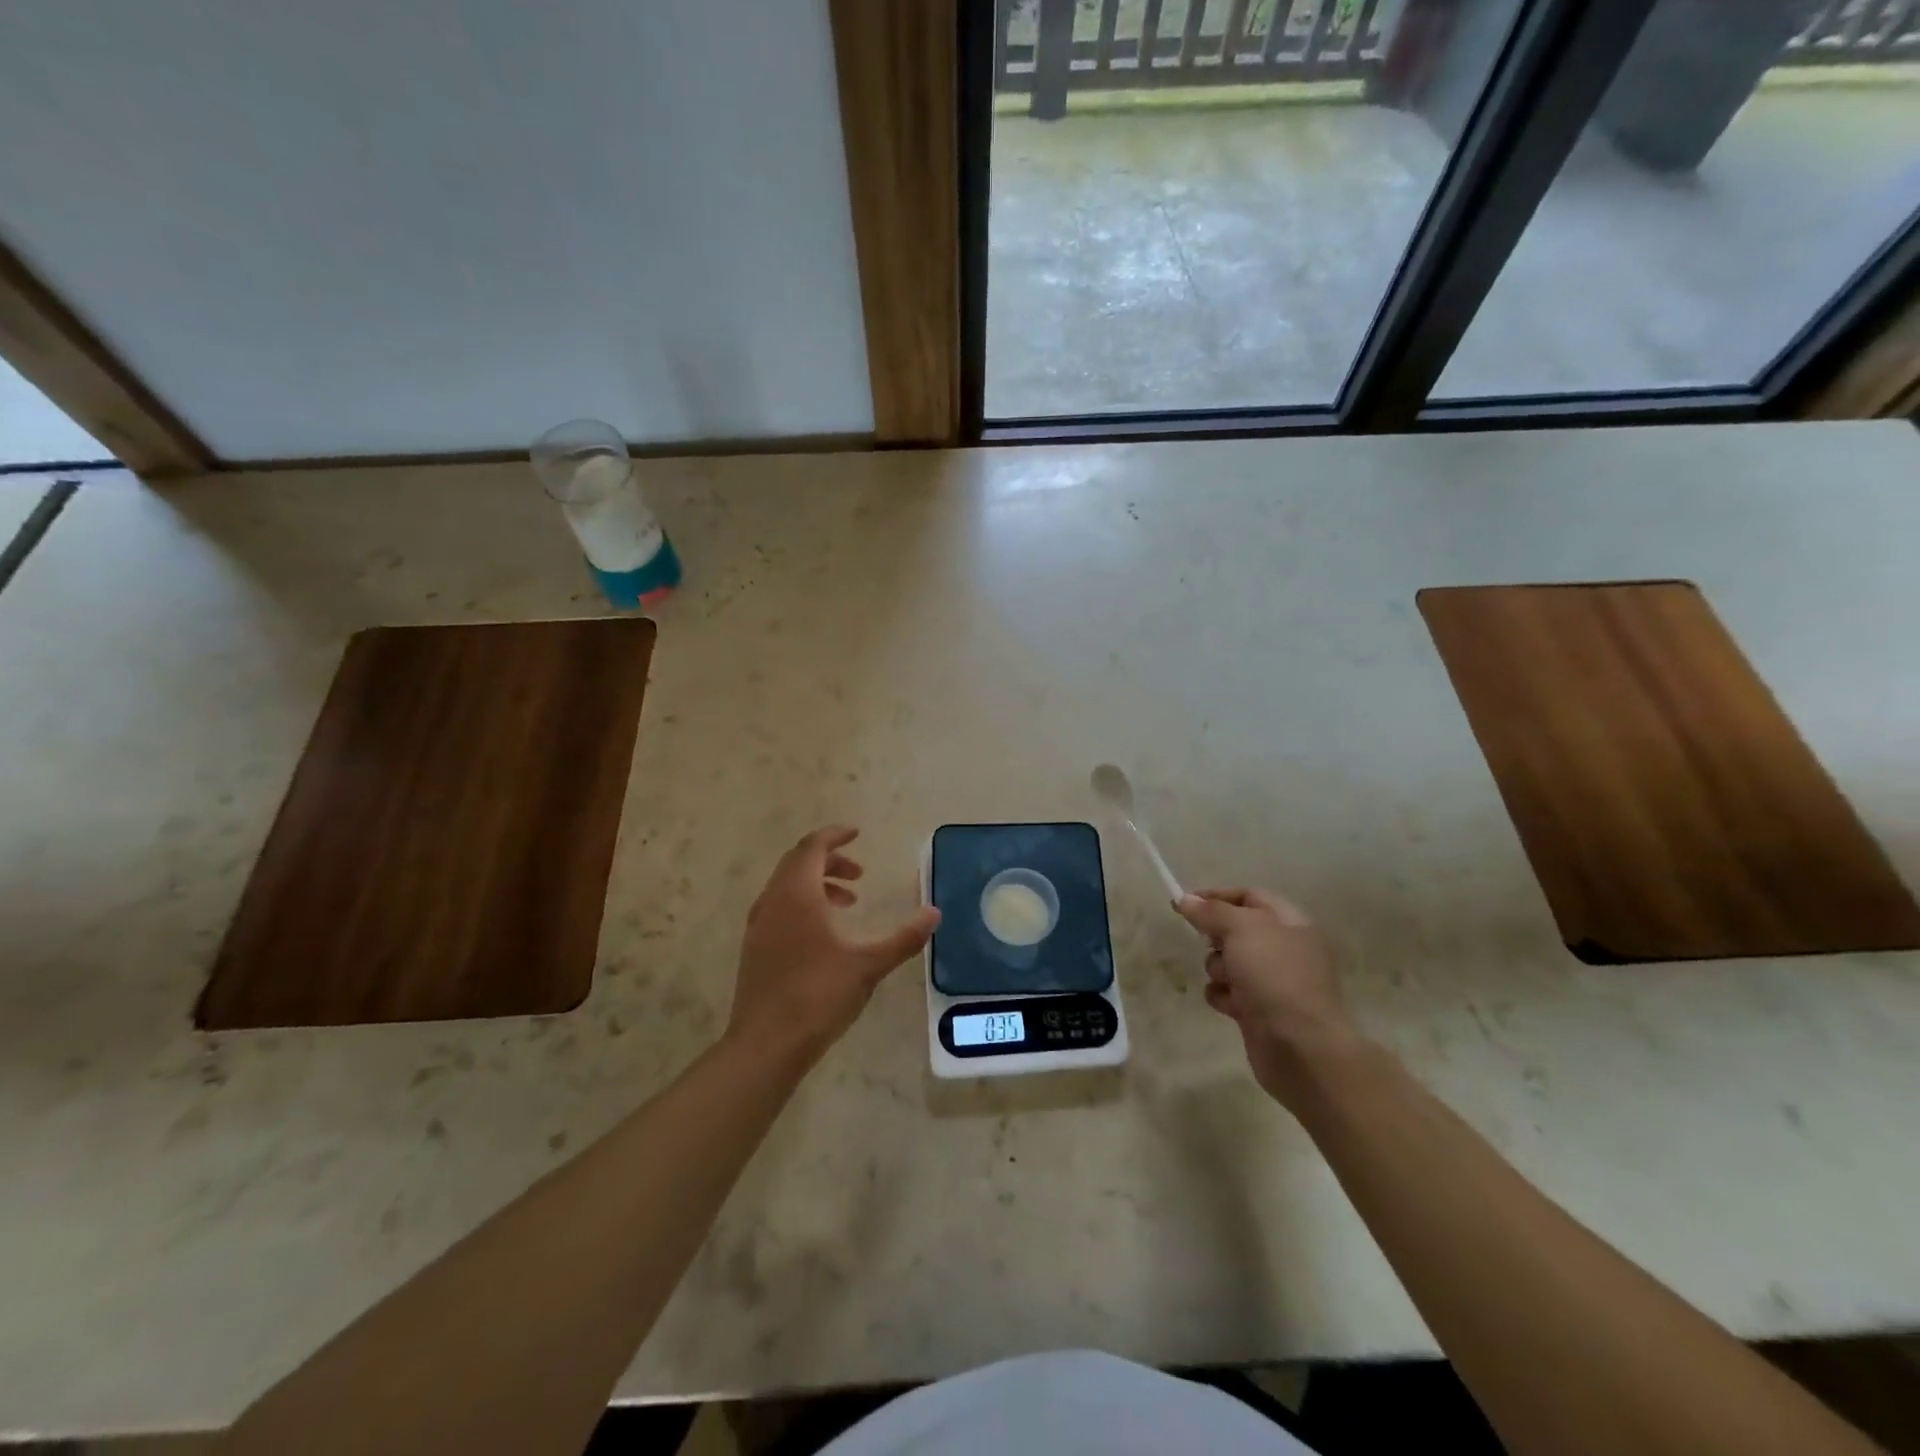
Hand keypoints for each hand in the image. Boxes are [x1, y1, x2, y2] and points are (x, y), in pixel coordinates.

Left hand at [728, 826, 939, 1063]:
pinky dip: (803, 905)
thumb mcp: (869, 964)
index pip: (812, 847)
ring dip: (817, 884)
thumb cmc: (818, 995)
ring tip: (848, 903)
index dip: (834, 836)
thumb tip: (934, 913)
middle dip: (829, 861)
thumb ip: (904, 938)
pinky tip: (824, 935)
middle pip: (798, 863)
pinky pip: (780, 908)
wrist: (766, 1044)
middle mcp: (772, 901)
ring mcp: (758, 926)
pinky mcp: (754, 948)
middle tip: (859, 873)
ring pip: (787, 887)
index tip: (856, 833)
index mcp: (797, 894)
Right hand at [1175, 887, 1360, 1108]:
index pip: (1250, 896)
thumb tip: (1185, 899)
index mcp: (1291, 923)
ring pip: (1228, 962)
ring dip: (1218, 968)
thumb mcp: (1242, 929)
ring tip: (1226, 980)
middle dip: (1216, 936)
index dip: (1218, 896)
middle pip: (1236, 930)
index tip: (1185, 902)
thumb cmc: (1275, 976)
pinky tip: (1228, 1005)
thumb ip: (1211, 911)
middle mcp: (1284, 949)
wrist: (1301, 1047)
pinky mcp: (1259, 1011)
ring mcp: (1272, 982)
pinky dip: (1223, 996)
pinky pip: (1228, 992)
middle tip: (1210, 943)